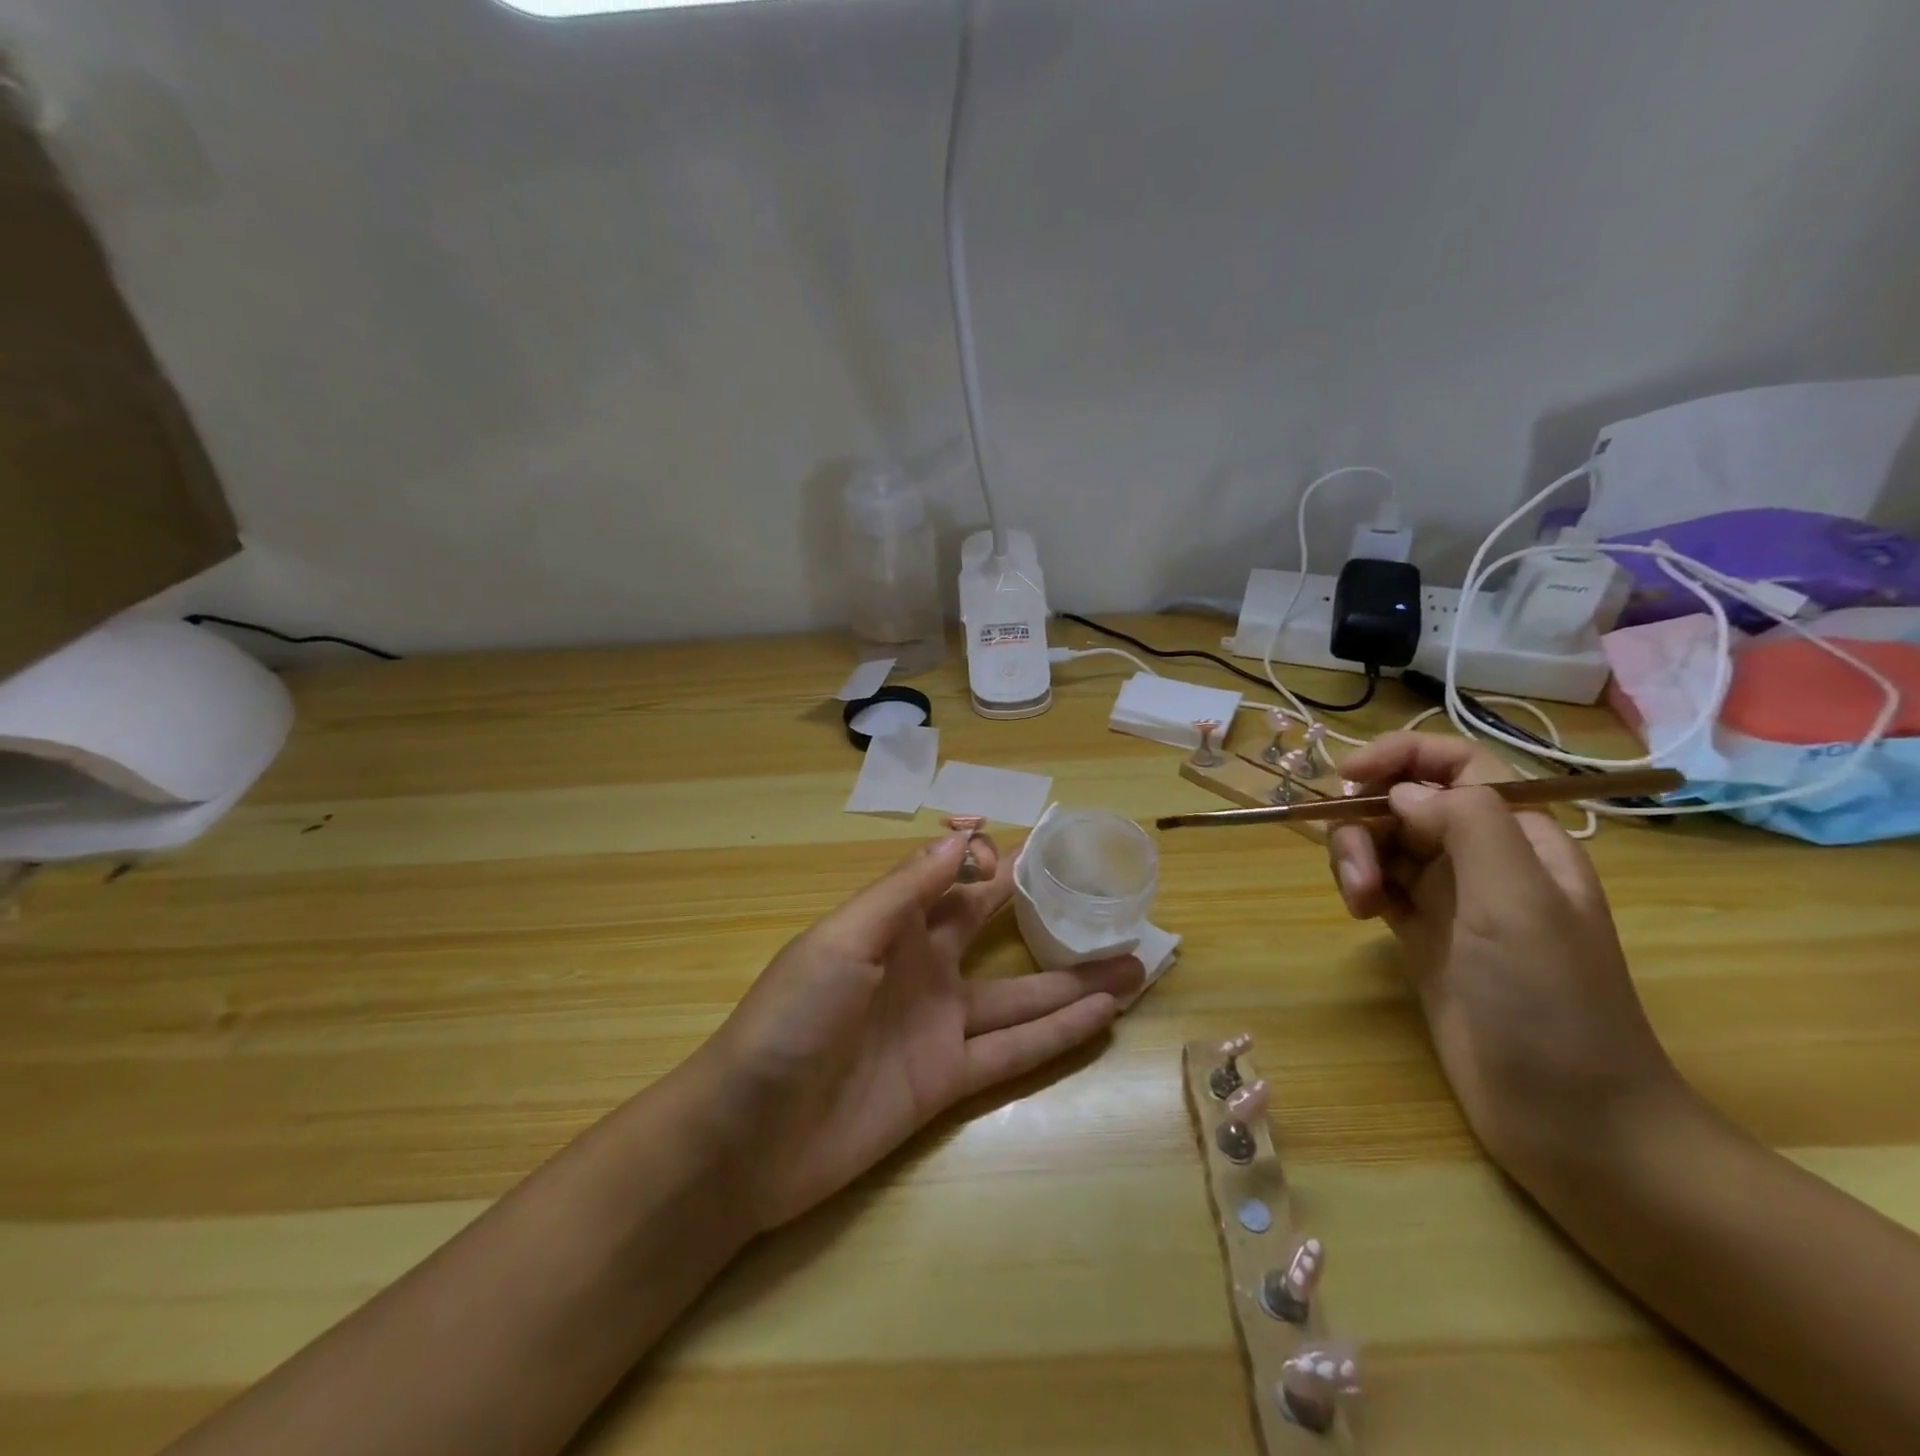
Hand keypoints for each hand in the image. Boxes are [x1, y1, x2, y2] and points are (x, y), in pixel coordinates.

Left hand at [693, 831, 1142, 1230]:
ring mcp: (939, 1025)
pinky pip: (1013, 1051)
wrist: (749, 1134)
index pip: (952, 879)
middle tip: (1101, 895)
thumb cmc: (792, 1016)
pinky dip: (1058, 1034)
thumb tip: (963, 838)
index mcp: (891, 925)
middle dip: (1042, 911)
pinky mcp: (948, 1081)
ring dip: (1074, 981)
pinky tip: (1103, 1015)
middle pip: (993, 931)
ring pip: (1019, 996)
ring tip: (1133, 961)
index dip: (993, 858)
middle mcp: (922, 968)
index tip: (1048, 840)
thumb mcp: (844, 939)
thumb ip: (904, 891)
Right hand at [1325, 733, 1683, 1183]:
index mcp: (1521, 837)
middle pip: (1405, 803)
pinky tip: (1359, 913)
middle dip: (1366, 822)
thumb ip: (1467, 824)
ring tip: (1356, 904)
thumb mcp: (1517, 901)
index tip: (1346, 776)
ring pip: (1383, 843)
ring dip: (1355, 858)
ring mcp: (1451, 898)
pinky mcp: (1421, 934)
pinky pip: (1377, 884)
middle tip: (1355, 874)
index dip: (1400, 756)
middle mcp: (1484, 858)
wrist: (1568, 1117)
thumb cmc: (1552, 1002)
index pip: (1456, 765)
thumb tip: (1402, 793)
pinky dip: (1358, 886)